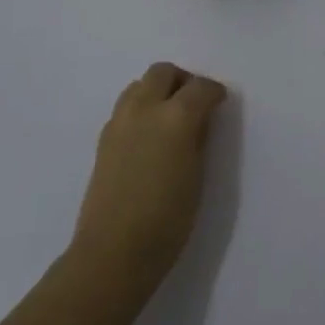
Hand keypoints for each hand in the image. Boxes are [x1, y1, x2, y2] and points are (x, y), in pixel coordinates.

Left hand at [71, 62, 227, 290]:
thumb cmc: (168, 220)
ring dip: (157, 90)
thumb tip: (200, 119)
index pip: (200, 87)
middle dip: (182, 81)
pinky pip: (125, 107)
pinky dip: (140, 108)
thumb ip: (199, 138)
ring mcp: (119, 122)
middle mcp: (145, 109)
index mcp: (175, 117)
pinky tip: (149, 136)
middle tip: (194, 103)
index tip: (220, 103)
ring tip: (170, 117)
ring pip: (139, 85)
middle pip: (163, 72)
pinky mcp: (103, 139)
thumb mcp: (197, 176)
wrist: (113, 252)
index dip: (214, 92)